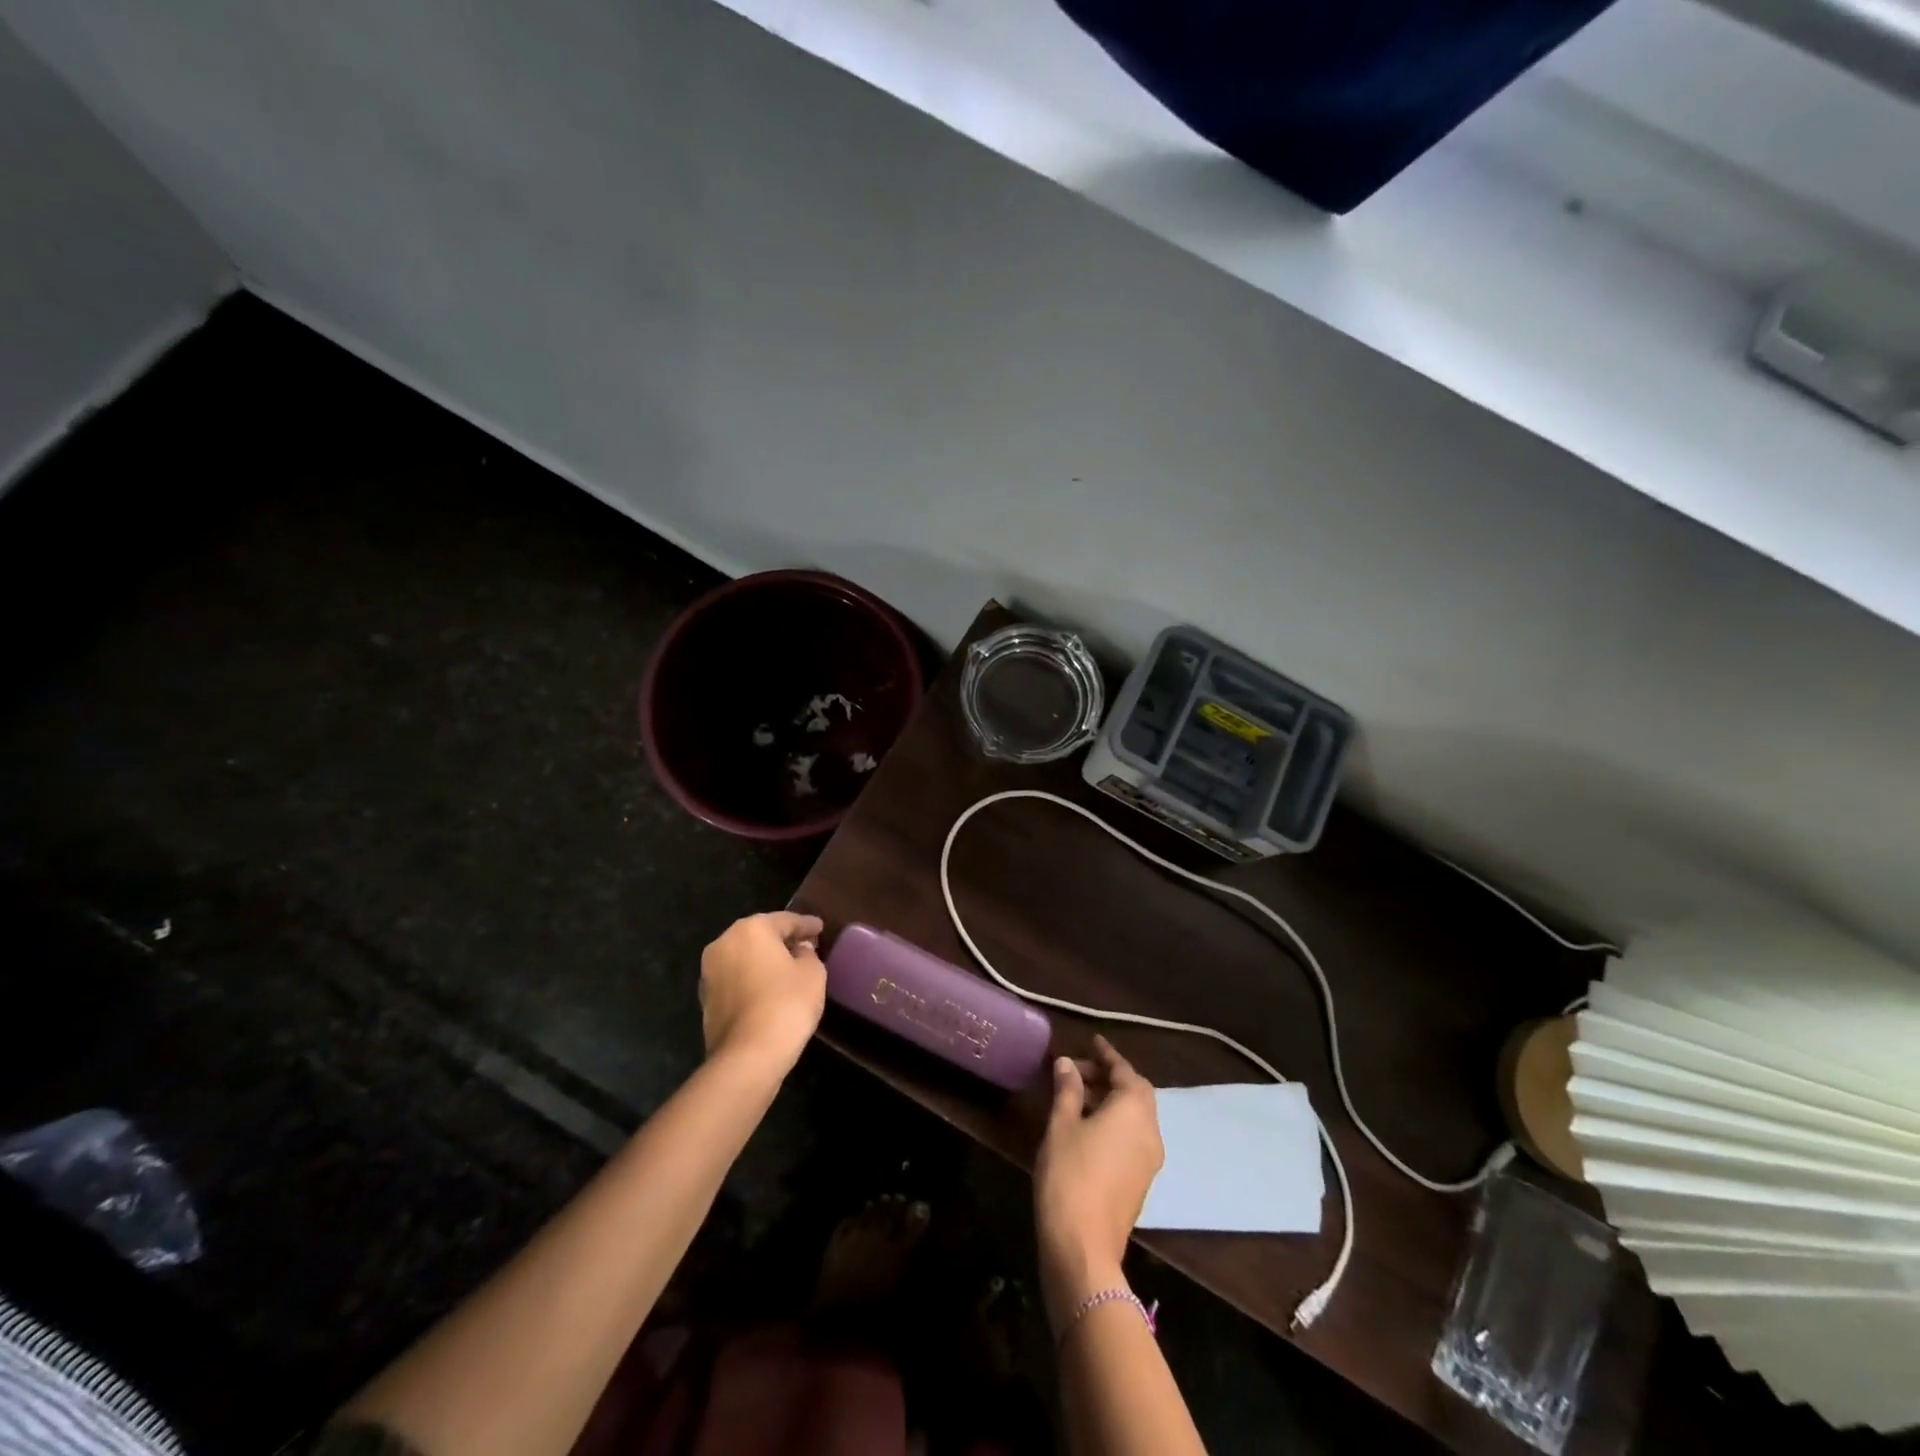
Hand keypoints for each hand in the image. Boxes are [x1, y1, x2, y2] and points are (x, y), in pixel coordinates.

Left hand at [698, 912, 827, 1073]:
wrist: (747, 1056)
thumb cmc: (786, 1004)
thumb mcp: (813, 973)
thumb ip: (808, 954)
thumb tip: (800, 949)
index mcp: (750, 929)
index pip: (785, 920)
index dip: (807, 925)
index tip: (821, 928)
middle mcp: (724, 943)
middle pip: (760, 935)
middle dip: (782, 939)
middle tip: (806, 945)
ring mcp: (709, 972)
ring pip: (744, 957)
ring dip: (764, 960)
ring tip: (788, 969)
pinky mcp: (706, 999)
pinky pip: (736, 979)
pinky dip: (752, 979)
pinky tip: (769, 990)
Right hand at [1032, 1035, 1164, 1329]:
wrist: (1083, 1247)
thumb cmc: (1070, 1174)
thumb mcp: (1061, 1125)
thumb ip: (1067, 1090)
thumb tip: (1066, 1063)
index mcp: (1134, 1110)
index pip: (1123, 1070)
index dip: (1106, 1054)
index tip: (1091, 1040)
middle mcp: (1150, 1130)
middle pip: (1135, 1092)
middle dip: (1108, 1077)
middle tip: (1077, 1071)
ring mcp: (1150, 1159)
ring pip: (1135, 1116)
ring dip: (1111, 1100)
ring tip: (1076, 1097)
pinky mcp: (1141, 1181)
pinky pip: (1133, 1137)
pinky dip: (1115, 1122)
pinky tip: (1086, 1128)